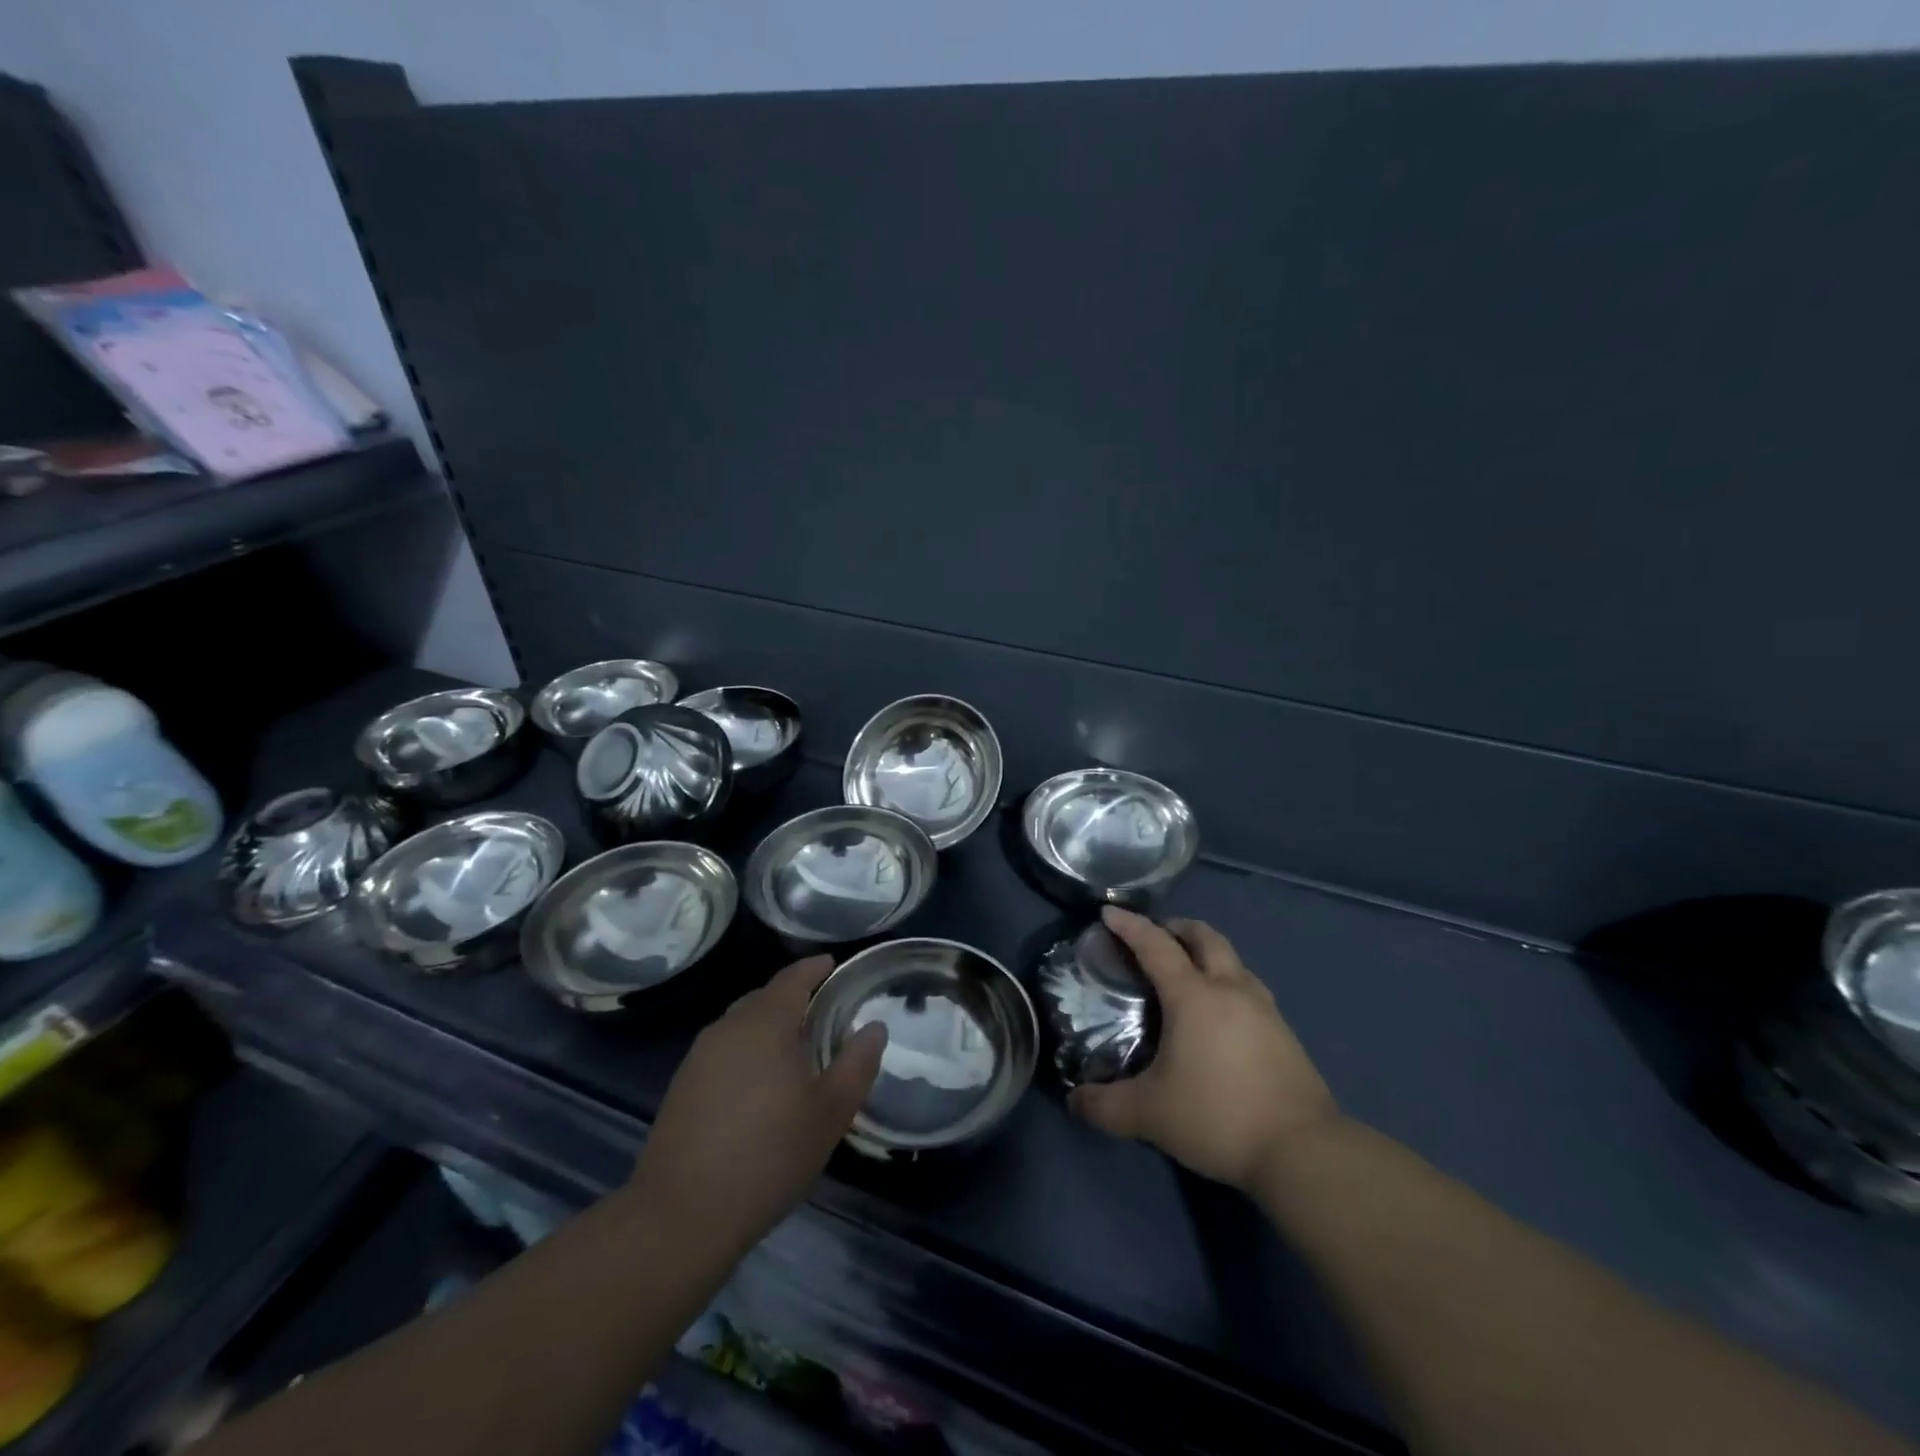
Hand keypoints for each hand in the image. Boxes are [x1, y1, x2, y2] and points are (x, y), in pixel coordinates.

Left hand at [630, 957, 885, 1255]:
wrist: (681, 1216)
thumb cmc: (768, 1155)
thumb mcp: (830, 1112)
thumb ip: (857, 1064)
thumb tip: (874, 1028)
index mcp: (765, 1022)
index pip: (793, 978)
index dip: (815, 968)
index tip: (833, 965)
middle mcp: (728, 1027)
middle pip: (764, 998)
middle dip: (793, 999)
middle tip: (823, 1014)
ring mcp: (699, 1057)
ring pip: (741, 1025)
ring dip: (768, 1028)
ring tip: (794, 1051)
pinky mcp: (682, 1087)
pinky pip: (723, 1052)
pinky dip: (746, 1053)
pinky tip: (759, 1087)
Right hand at [1070, 908, 1338, 1191]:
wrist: (1303, 1151)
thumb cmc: (1218, 1116)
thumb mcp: (1150, 1115)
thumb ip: (1105, 1106)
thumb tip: (1074, 1101)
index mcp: (1194, 996)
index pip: (1156, 945)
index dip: (1130, 925)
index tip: (1108, 912)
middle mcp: (1230, 989)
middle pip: (1205, 937)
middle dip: (1176, 927)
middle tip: (1154, 936)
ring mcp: (1264, 1008)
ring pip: (1232, 959)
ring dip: (1206, 952)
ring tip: (1187, 971)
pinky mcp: (1284, 1032)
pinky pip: (1248, 986)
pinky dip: (1226, 980)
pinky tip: (1220, 1012)